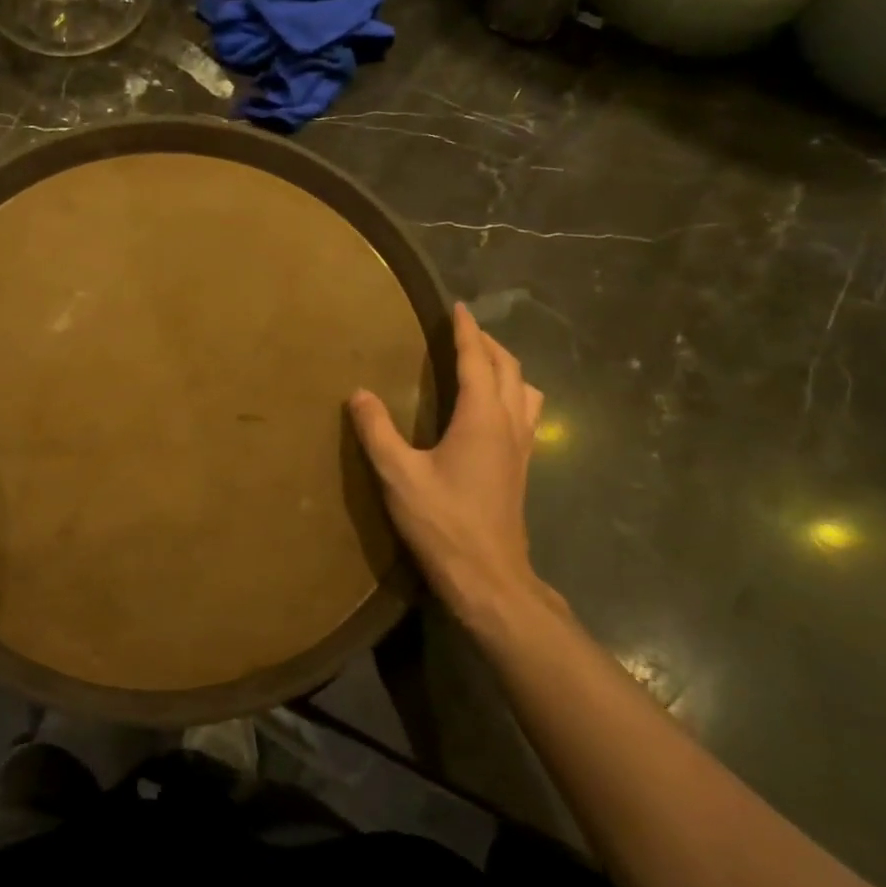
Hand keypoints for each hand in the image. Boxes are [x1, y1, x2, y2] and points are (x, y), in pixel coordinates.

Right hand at [348, 302, 562, 631]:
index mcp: (482, 417)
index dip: (467, 331)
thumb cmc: (444, 523)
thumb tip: (358, 392)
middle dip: (488, 343)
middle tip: (464, 330)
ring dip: (507, 368)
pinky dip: (513, 394)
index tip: (457, 307)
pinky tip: (493, 410)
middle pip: (509, 369)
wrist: (489, 579)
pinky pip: (527, 414)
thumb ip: (377, 430)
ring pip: (526, 391)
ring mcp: (522, 447)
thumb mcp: (398, 475)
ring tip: (483, 364)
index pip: (478, 360)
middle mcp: (509, 424)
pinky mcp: (522, 468)